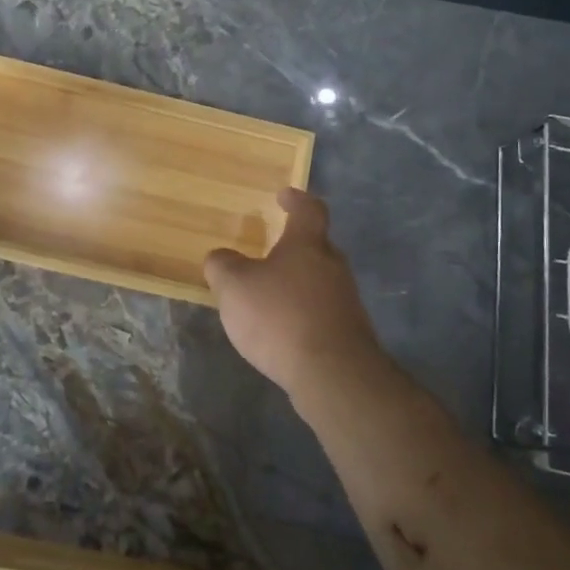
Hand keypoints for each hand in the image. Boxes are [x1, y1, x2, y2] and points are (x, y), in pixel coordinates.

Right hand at [204, 188, 382, 392]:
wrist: (332, 374)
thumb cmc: (280, 316)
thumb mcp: (234, 286)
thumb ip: (223, 265)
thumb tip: (221, 257)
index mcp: (308, 245)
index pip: (309, 210)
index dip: (296, 200)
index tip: (284, 196)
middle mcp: (333, 266)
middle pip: (317, 247)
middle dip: (294, 247)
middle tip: (270, 252)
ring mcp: (346, 300)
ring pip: (320, 281)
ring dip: (297, 284)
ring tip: (269, 297)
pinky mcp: (349, 333)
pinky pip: (322, 312)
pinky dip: (303, 314)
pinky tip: (283, 331)